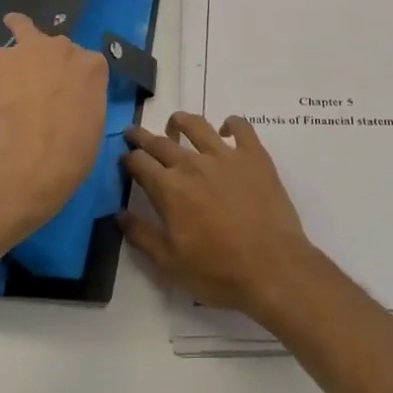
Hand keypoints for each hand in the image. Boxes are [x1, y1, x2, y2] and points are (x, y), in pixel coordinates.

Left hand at [0, 13, 107, 231]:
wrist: (31, 157)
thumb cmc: (72, 151)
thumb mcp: (93, 126)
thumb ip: (81, 105)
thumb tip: (64, 111)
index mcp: (92, 66)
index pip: (84, 63)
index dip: (71, 79)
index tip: (64, 97)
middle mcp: (61, 48)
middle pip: (51, 44)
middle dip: (43, 59)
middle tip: (32, 84)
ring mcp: (25, 50)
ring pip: (18, 28)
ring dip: (10, 54)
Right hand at [120, 112, 319, 320]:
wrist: (272, 267)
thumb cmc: (218, 271)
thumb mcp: (170, 263)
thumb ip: (141, 235)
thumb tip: (120, 214)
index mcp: (169, 189)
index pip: (139, 162)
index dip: (128, 159)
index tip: (125, 159)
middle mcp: (193, 164)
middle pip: (161, 141)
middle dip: (143, 136)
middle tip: (135, 134)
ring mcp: (226, 156)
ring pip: (197, 125)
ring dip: (181, 122)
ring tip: (175, 125)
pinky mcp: (255, 156)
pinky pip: (241, 127)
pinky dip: (231, 123)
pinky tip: (226, 130)